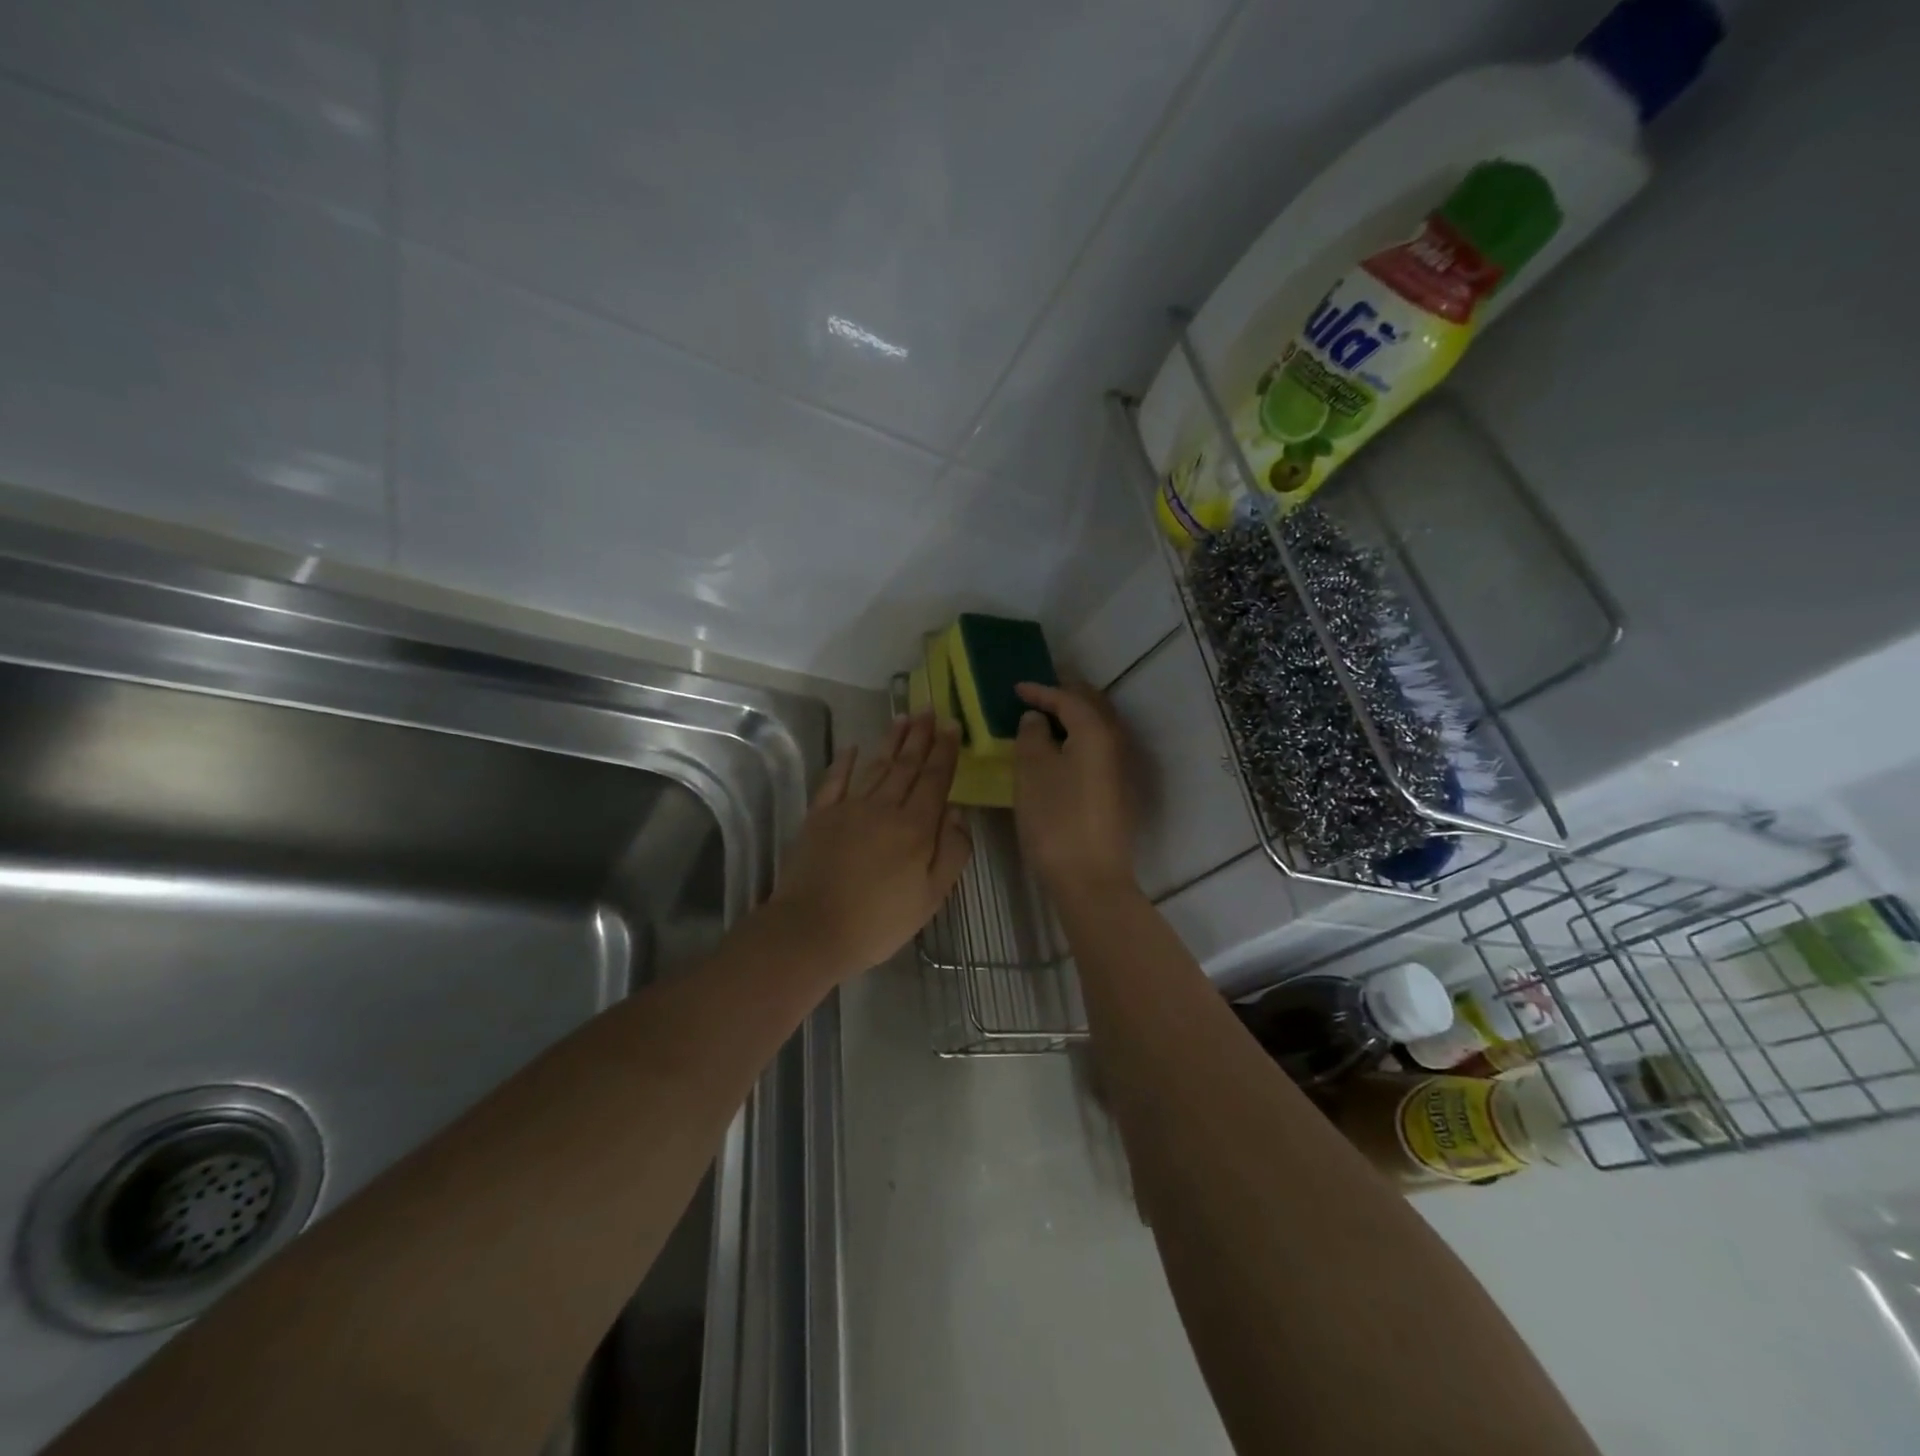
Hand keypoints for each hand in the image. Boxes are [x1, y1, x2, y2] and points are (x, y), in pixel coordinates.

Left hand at [764, 714, 971, 979]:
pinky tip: (853, 747)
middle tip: (930, 709)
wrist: (813, 929)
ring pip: (876, 766)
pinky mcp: (820, 816)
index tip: (952, 726)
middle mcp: (884, 807)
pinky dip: (845, 762)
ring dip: (892, 741)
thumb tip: (957, 812)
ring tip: (904, 717)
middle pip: (907, 765)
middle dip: (921, 736)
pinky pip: (835, 780)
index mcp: (915, 826)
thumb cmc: (879, 920)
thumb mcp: (931, 896)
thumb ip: (952, 851)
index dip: (945, 752)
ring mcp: (849, 808)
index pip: (935, 780)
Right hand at [1012, 681, 1136, 893]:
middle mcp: (1115, 743)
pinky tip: (1061, 752)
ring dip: (1074, 718)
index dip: (1041, 690)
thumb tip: (1036, 719)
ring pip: (1098, 728)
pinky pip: (1098, 749)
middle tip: (1037, 694)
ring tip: (1046, 720)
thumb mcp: (1032, 773)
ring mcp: (1121, 769)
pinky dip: (1079, 739)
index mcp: (1095, 731)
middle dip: (1065, 695)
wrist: (1090, 878)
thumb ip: (1032, 736)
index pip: (1068, 698)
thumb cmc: (1056, 820)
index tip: (1016, 688)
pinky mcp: (1118, 792)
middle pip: (1092, 707)